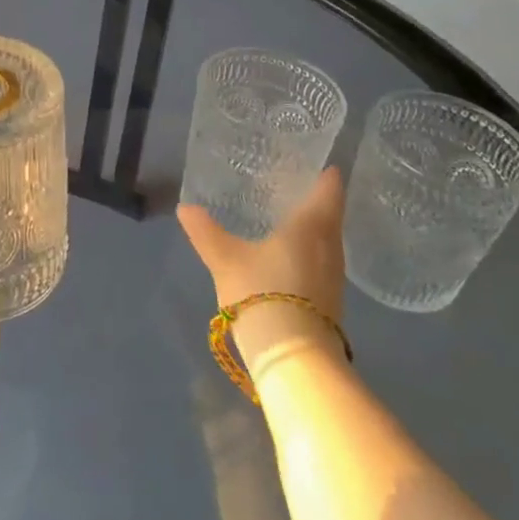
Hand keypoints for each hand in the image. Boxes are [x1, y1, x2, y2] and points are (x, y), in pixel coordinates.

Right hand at [179, 169, 347, 362]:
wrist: (293, 358)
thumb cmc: (263, 293)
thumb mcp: (225, 259)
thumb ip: (206, 232)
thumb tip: (185, 207)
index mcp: (312, 227)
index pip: (328, 191)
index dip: (326, 175)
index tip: (320, 162)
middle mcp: (331, 248)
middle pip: (330, 217)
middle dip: (316, 201)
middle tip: (293, 186)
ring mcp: (334, 278)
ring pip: (327, 242)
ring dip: (314, 229)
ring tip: (288, 217)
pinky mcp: (330, 301)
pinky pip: (322, 263)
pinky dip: (309, 252)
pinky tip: (289, 255)